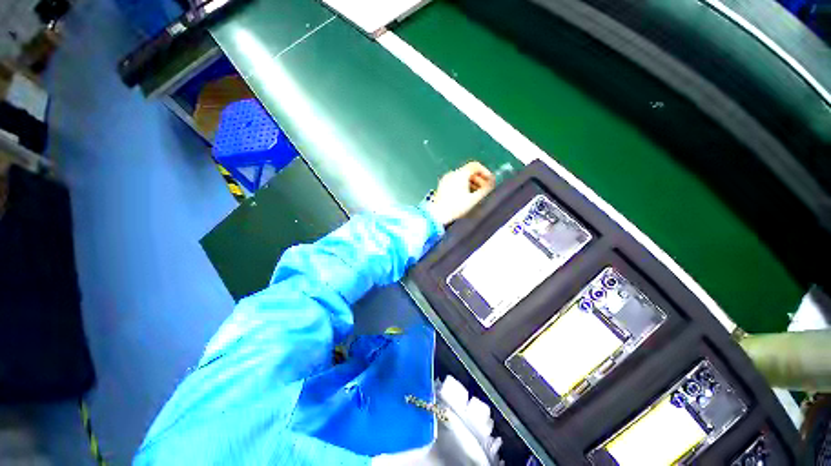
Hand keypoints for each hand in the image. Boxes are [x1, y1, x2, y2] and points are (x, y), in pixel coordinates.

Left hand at [426, 162, 495, 225]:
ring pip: (462, 176)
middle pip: (468, 171)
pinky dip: (463, 185)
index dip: (485, 171)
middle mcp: (452, 174)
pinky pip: (455, 181)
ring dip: (471, 183)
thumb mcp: (474, 199)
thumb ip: (485, 190)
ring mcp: (446, 179)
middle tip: (485, 188)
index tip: (489, 180)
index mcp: (460, 174)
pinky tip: (466, 195)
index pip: (475, 165)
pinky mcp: (442, 186)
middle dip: (479, 179)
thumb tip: (492, 183)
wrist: (438, 215)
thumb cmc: (455, 208)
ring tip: (476, 193)